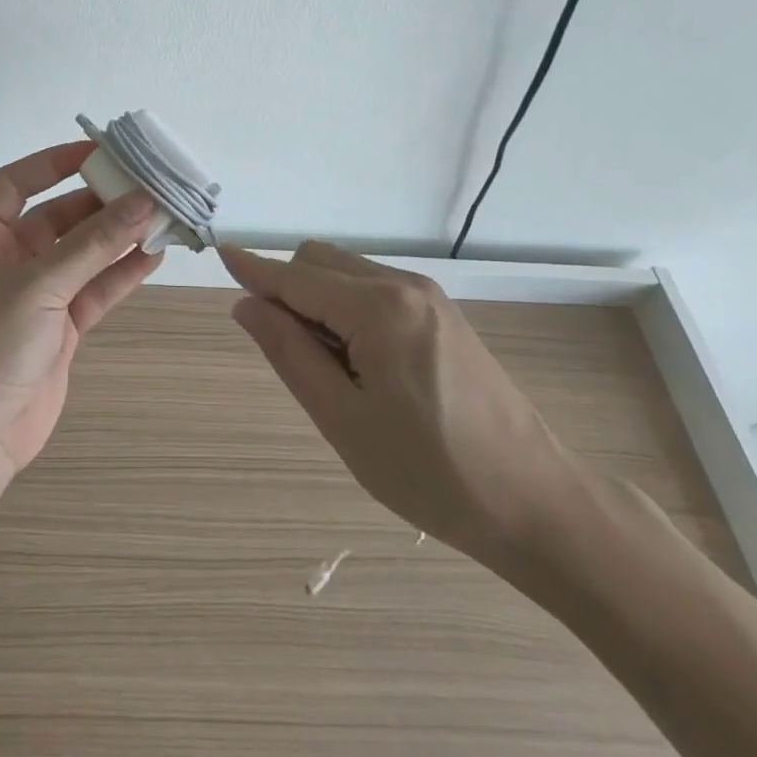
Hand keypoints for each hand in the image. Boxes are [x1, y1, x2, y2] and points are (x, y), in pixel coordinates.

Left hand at [0, 142, 163, 482]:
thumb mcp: (38, 286)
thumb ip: (92, 244)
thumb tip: (142, 202)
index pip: (15, 183)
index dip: (53, 162)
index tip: (99, 151)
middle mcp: (5, 261)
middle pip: (56, 217)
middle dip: (98, 202)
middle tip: (145, 185)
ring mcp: (34, 297)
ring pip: (81, 254)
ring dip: (116, 237)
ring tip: (160, 216)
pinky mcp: (57, 329)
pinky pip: (93, 291)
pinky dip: (120, 274)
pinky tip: (153, 257)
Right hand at [221, 241, 582, 565]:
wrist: (537, 501)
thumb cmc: (431, 473)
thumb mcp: (344, 421)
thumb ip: (290, 353)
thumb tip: (247, 305)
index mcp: (378, 309)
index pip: (296, 277)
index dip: (254, 269)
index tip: (220, 254)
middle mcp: (403, 285)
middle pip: (319, 261)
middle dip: (287, 289)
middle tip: (290, 355)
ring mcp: (427, 295)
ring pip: (345, 272)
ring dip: (317, 299)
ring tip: (332, 369)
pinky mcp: (441, 312)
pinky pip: (372, 288)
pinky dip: (346, 306)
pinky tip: (361, 362)